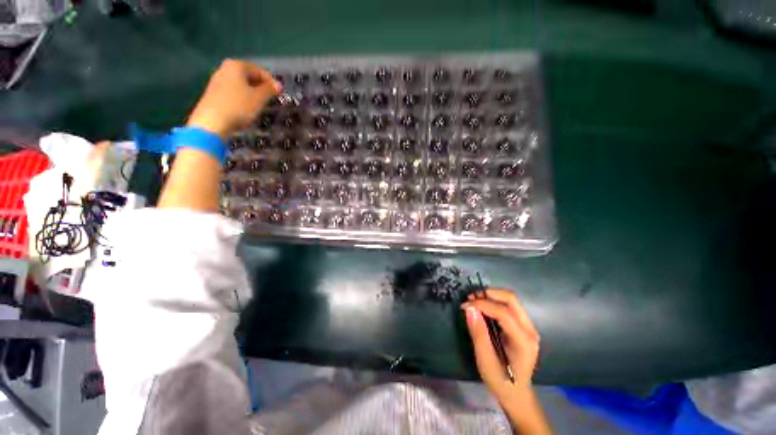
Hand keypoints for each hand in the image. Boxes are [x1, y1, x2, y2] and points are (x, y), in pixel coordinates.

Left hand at [187, 59, 280, 137]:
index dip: (272, 82)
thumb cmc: (238, 106)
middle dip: (261, 87)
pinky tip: (247, 110)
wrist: (212, 122)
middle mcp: (225, 68)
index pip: (260, 71)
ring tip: (261, 106)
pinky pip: (234, 92)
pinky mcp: (214, 93)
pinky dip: (243, 98)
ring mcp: (217, 81)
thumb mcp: (259, 98)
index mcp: (236, 65)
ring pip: (241, 85)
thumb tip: (278, 85)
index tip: (280, 94)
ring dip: (253, 94)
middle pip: (249, 76)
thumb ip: (270, 90)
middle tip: (271, 100)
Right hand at [462, 289, 550, 433]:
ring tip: (474, 300)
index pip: (503, 313)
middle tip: (471, 297)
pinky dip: (494, 302)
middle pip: (511, 299)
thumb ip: (478, 333)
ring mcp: (529, 327)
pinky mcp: (524, 326)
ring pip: (511, 300)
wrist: (516, 394)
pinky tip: (483, 307)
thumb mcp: (485, 360)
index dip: (482, 304)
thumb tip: (469, 308)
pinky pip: (510, 306)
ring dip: (491, 296)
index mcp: (523, 341)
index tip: (464, 305)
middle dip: (489, 294)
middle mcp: (530, 330)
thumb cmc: (500, 380)